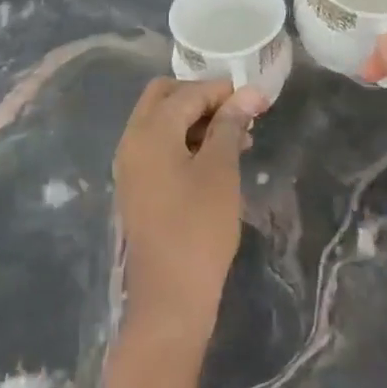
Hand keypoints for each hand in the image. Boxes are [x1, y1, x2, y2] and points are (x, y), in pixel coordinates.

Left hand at [113, 78, 266, 345]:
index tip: (256, 98)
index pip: (187, 92)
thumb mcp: (221, 170)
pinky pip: (159, 147)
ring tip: (239, 137)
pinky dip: (185, 141)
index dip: (222, 90)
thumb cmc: (199, 227)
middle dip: (202, 98)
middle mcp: (132, 140)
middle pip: (164, 98)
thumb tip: (249, 93)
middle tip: (239, 113)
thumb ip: (230, 125)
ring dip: (196, 120)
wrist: (170, 297)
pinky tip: (217, 158)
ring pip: (162, 122)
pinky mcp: (137, 186)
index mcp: (149, 131)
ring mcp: (130, 165)